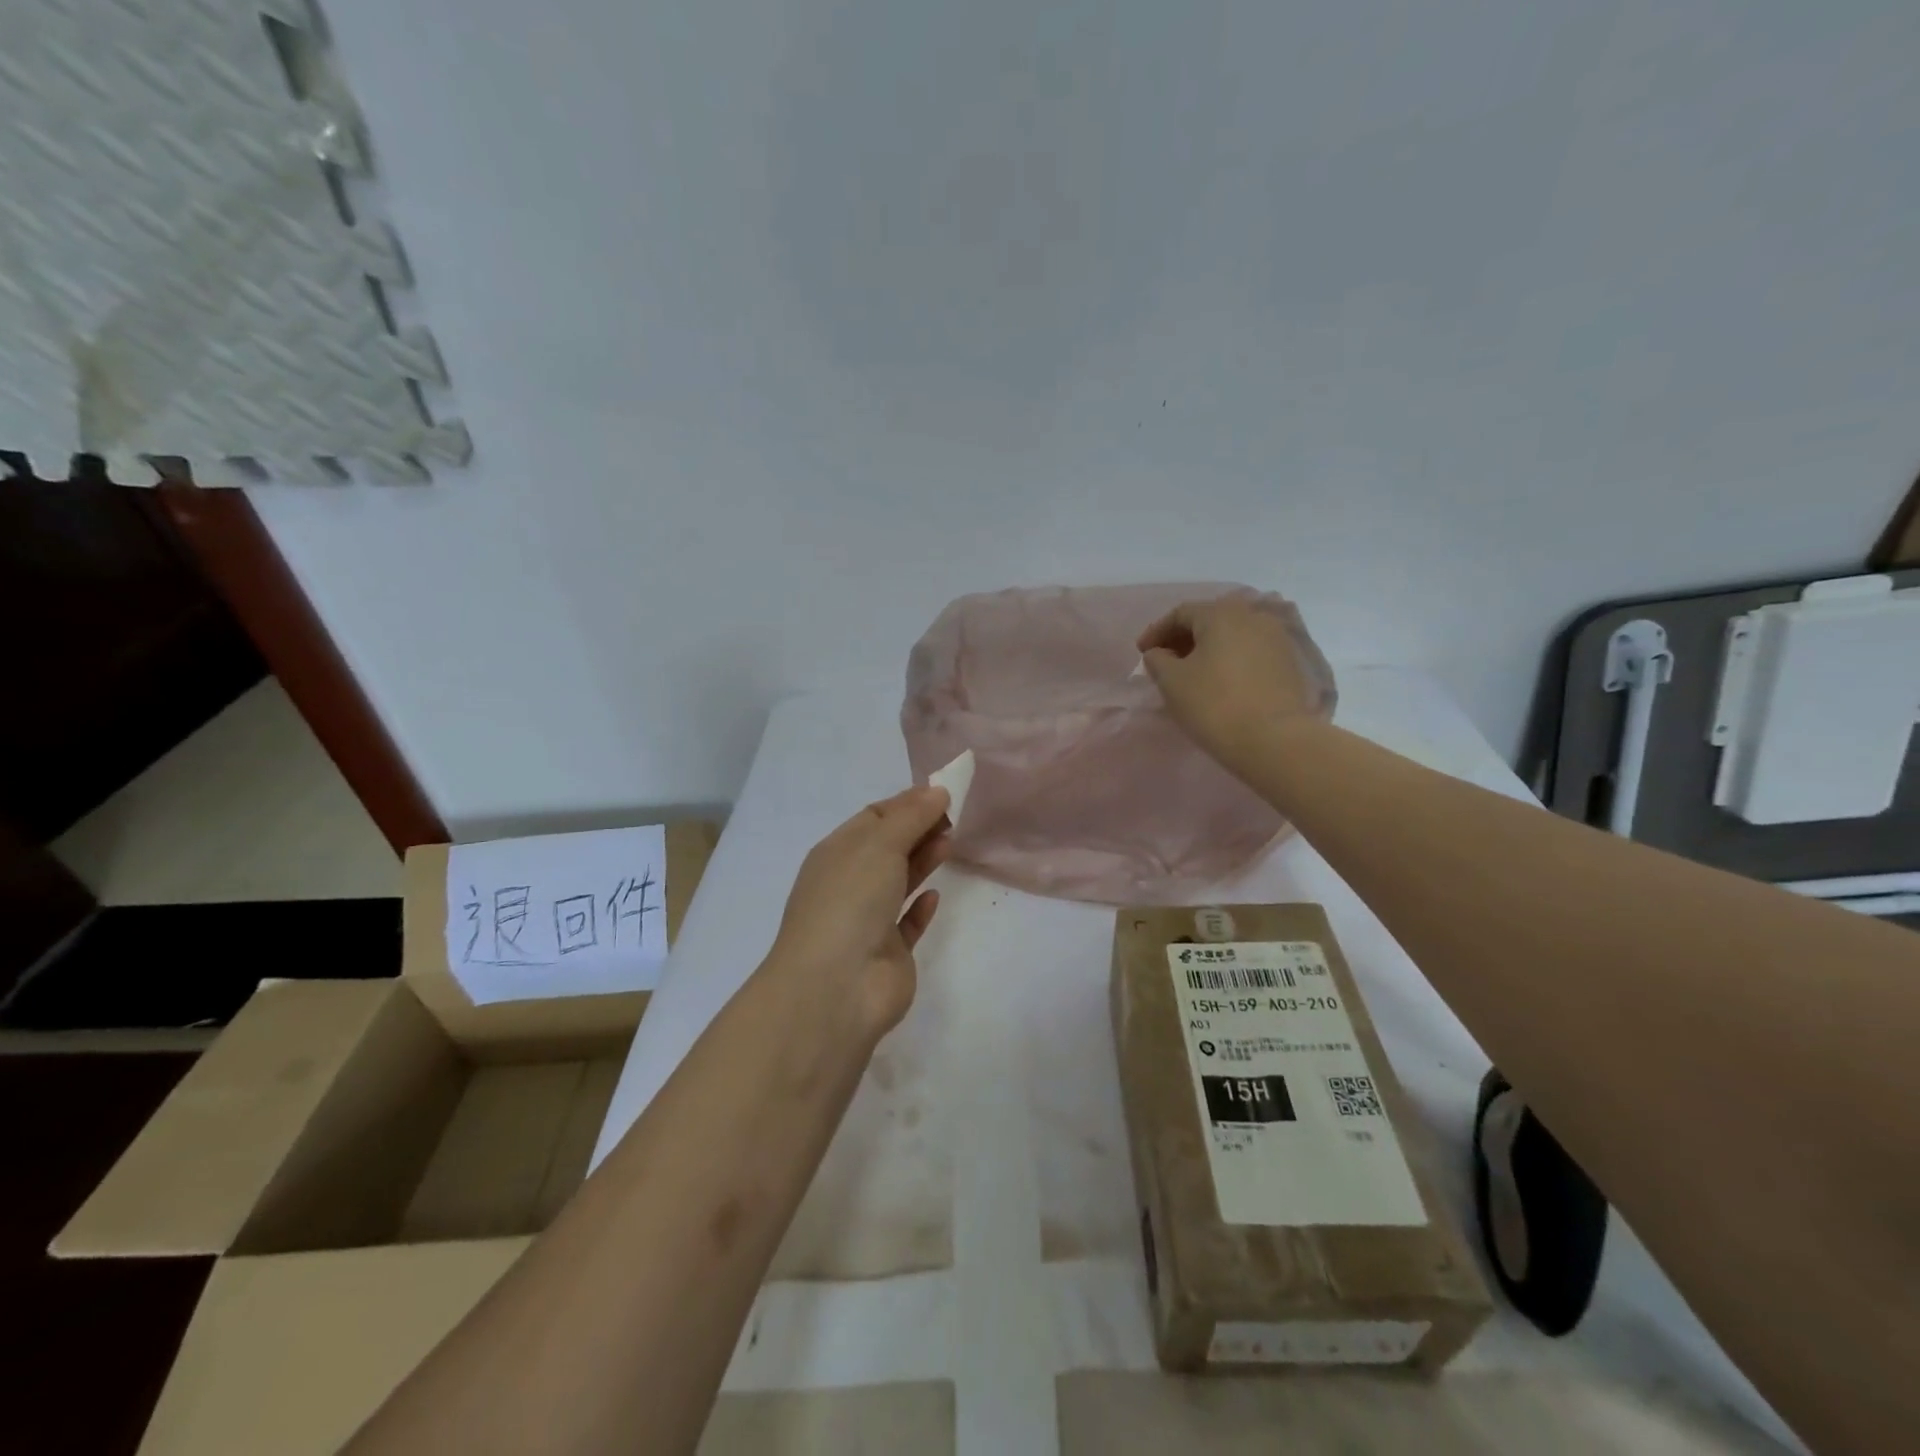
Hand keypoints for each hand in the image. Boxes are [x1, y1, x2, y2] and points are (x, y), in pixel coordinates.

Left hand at [768, 786, 950, 1036]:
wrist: (836, 987)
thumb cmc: (851, 901)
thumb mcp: (879, 845)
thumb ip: (911, 817)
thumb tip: (937, 791)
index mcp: (836, 853)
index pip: (873, 818)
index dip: (906, 803)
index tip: (942, 794)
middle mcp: (849, 884)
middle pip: (888, 848)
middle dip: (918, 830)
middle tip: (955, 818)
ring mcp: (867, 921)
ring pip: (898, 882)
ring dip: (922, 861)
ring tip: (951, 843)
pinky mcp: (887, 953)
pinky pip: (906, 923)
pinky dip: (921, 908)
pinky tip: (936, 896)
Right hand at [1138, 595, 1325, 773]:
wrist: (1275, 740)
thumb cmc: (1214, 705)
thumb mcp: (1172, 682)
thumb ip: (1158, 660)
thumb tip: (1160, 653)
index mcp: (1221, 614)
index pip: (1181, 613)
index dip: (1156, 632)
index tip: (1142, 653)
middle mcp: (1253, 615)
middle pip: (1210, 620)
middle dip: (1184, 638)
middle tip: (1166, 661)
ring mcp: (1278, 637)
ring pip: (1234, 635)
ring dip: (1210, 649)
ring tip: (1194, 672)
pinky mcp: (1292, 661)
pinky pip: (1253, 651)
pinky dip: (1232, 660)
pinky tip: (1223, 681)